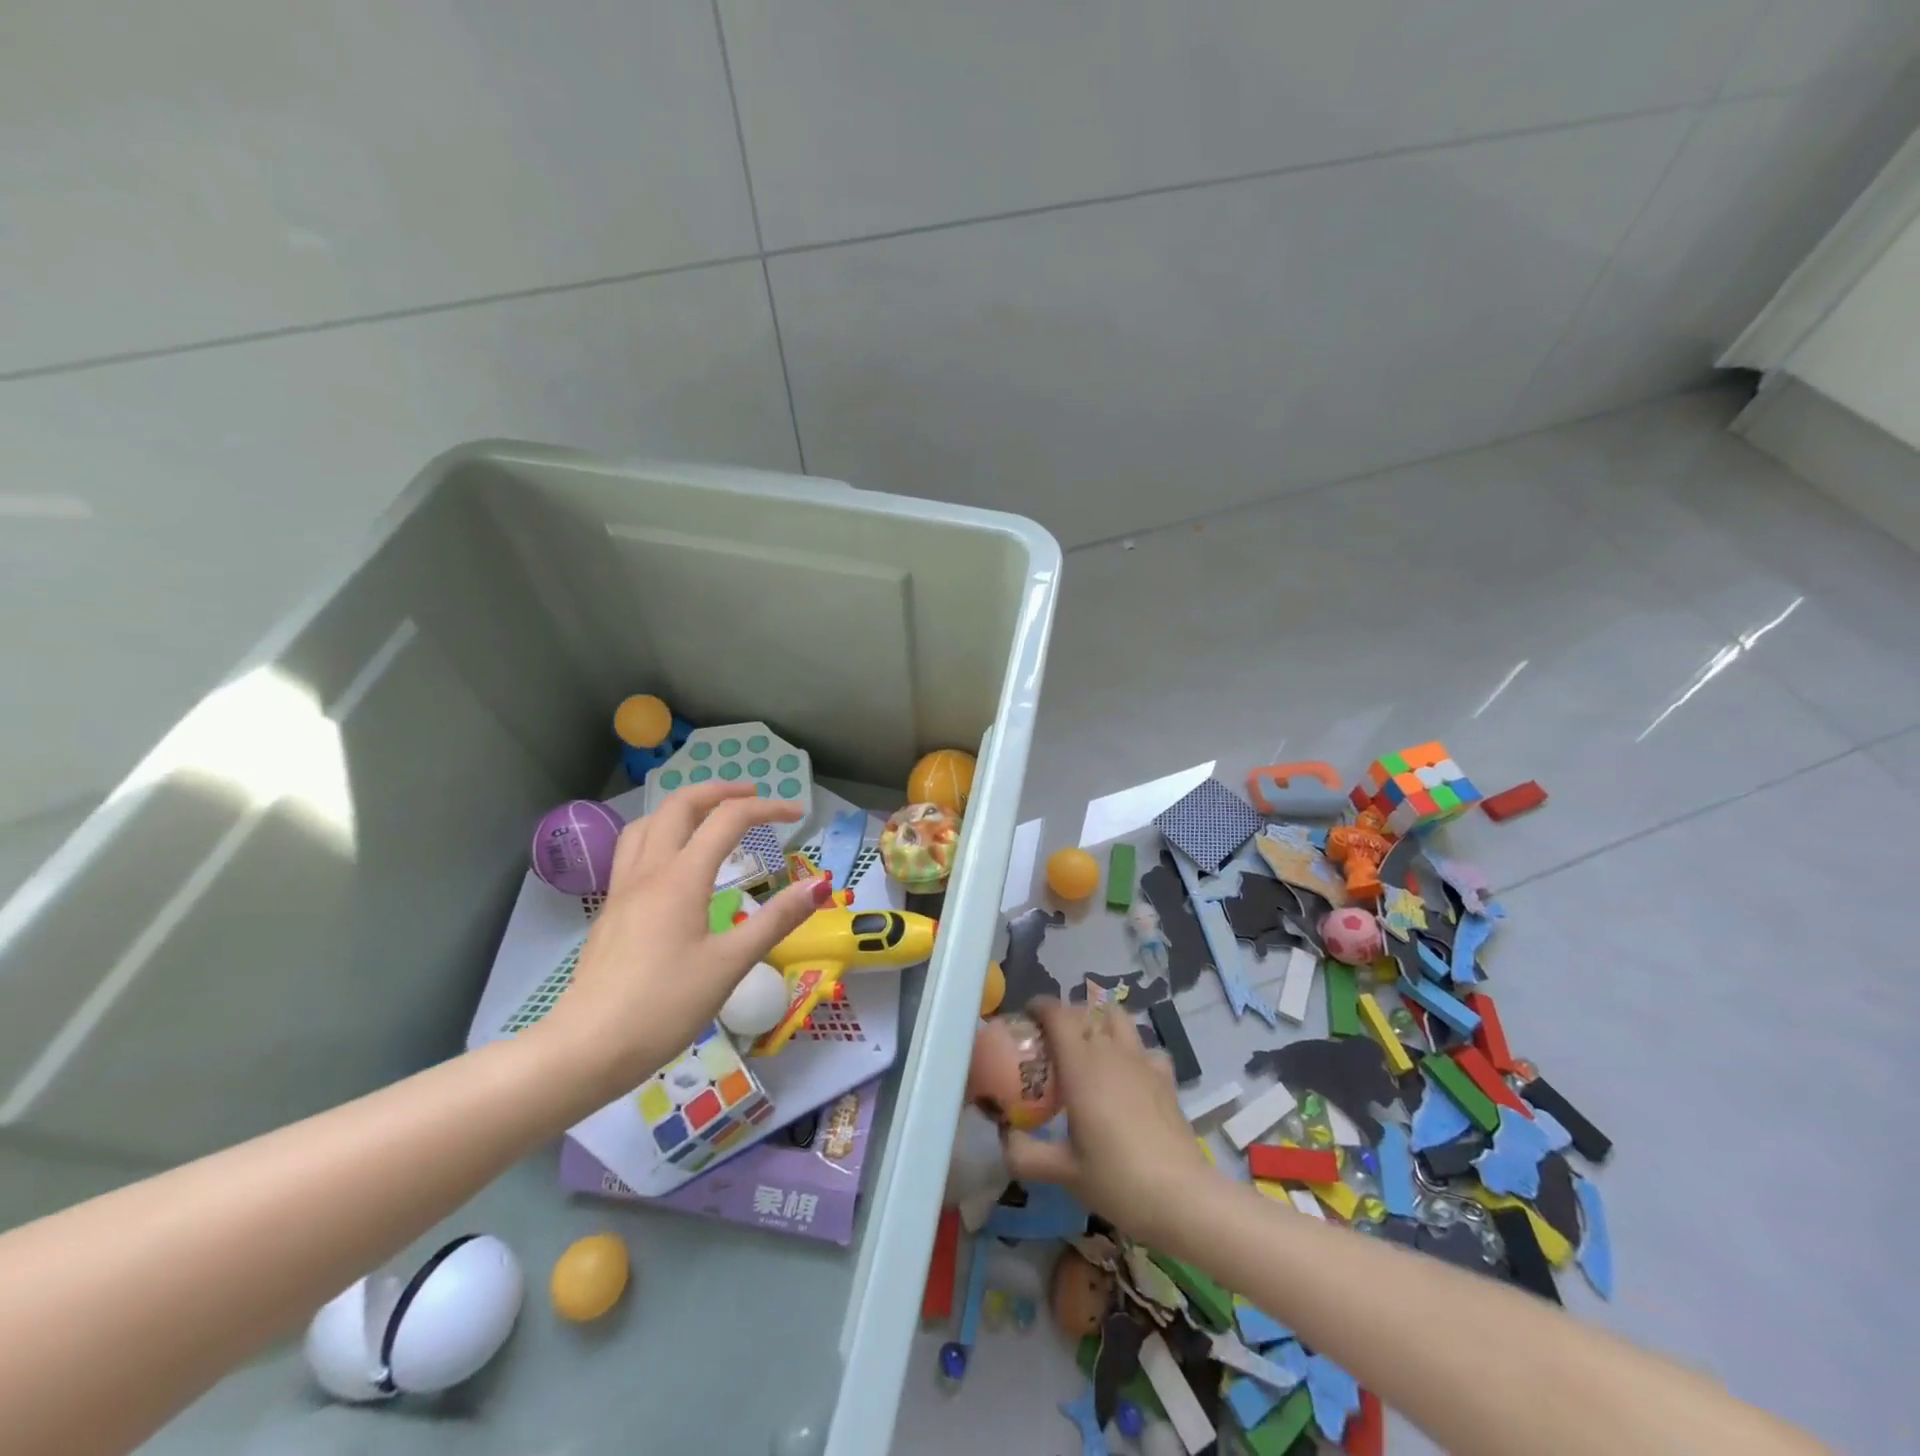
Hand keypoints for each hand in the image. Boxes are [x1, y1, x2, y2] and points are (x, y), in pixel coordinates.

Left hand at [537, 782, 830, 1095]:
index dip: (767, 808)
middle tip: (752, 797)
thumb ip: (776, 920)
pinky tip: (674, 863)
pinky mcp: (611, 911)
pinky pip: (634, 849)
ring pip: (647, 823)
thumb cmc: (664, 1006)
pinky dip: (661, 833)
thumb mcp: (730, 964)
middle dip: (719, 791)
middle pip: (679, 806)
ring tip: (710, 817)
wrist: (586, 1049)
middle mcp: (648, 871)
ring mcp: (623, 889)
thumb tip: (820, 885)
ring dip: (683, 808)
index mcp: (681, 878)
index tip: (798, 814)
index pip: (728, 820)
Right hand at [1001, 999, 1220, 1245]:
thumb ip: (1025, 1153)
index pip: (1058, 1014)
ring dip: (1101, 1023)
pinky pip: (1145, 1048)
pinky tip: (1128, 1076)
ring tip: (1089, 1050)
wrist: (1183, 1198)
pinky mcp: (1166, 1078)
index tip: (1026, 1018)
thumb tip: (1004, 1137)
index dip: (1040, 1007)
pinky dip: (1133, 1051)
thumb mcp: (1063, 1172)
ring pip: (1119, 1019)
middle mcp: (1111, 1052)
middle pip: (1087, 1011)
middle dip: (1067, 1016)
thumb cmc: (1117, 1179)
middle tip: (1052, 1042)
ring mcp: (1143, 1061)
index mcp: (1081, 1065)